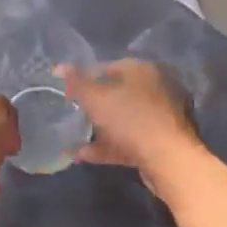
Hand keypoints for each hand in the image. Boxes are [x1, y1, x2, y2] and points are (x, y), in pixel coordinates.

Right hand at [60, 59, 201, 189]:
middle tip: (71, 115)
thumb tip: (59, 66)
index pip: (109, 67)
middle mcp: (155, 88)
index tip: (67, 92)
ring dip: (99, 129)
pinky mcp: (161, 141)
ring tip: (74, 139)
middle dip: (93, 106)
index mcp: (142, 71)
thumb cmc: (130, 120)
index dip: (85, 77)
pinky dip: (109, 146)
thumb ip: (76, 83)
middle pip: (117, 94)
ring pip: (123, 119)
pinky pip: (129, 140)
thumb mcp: (96, 99)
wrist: (168, 160)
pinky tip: (85, 155)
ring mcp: (161, 116)